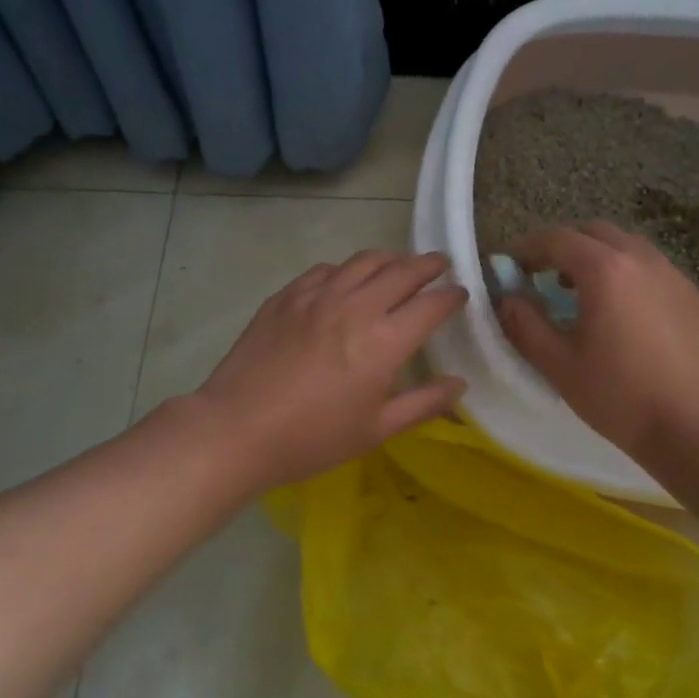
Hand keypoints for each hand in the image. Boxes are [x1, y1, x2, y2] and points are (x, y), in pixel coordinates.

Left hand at [195, 250, 466, 489]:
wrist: (237, 429)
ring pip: (363, 261)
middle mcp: (355, 307)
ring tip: (398, 264)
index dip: (451, 296)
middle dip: (427, 265)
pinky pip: (325, 270)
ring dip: (389, 258)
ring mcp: (317, 296)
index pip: (430, 305)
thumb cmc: (313, 438)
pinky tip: (344, 280)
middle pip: (401, 271)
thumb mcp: (376, 430)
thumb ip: (424, 403)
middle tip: (439, 265)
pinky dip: (346, 270)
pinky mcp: (286, 296)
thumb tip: (460, 383)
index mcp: (384, 342)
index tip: (461, 294)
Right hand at [497, 222, 698, 460]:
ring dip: (596, 257)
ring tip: (579, 292)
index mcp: (605, 270)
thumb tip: (507, 299)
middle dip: (562, 246)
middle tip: (541, 275)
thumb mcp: (559, 365)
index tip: (508, 266)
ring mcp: (673, 275)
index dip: (526, 248)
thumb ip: (525, 325)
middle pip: (594, 232)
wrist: (697, 426)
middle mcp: (641, 259)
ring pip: (626, 247)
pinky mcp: (693, 297)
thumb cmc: (620, 396)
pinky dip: (625, 274)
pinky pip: (650, 268)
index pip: (556, 239)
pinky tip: (620, 312)